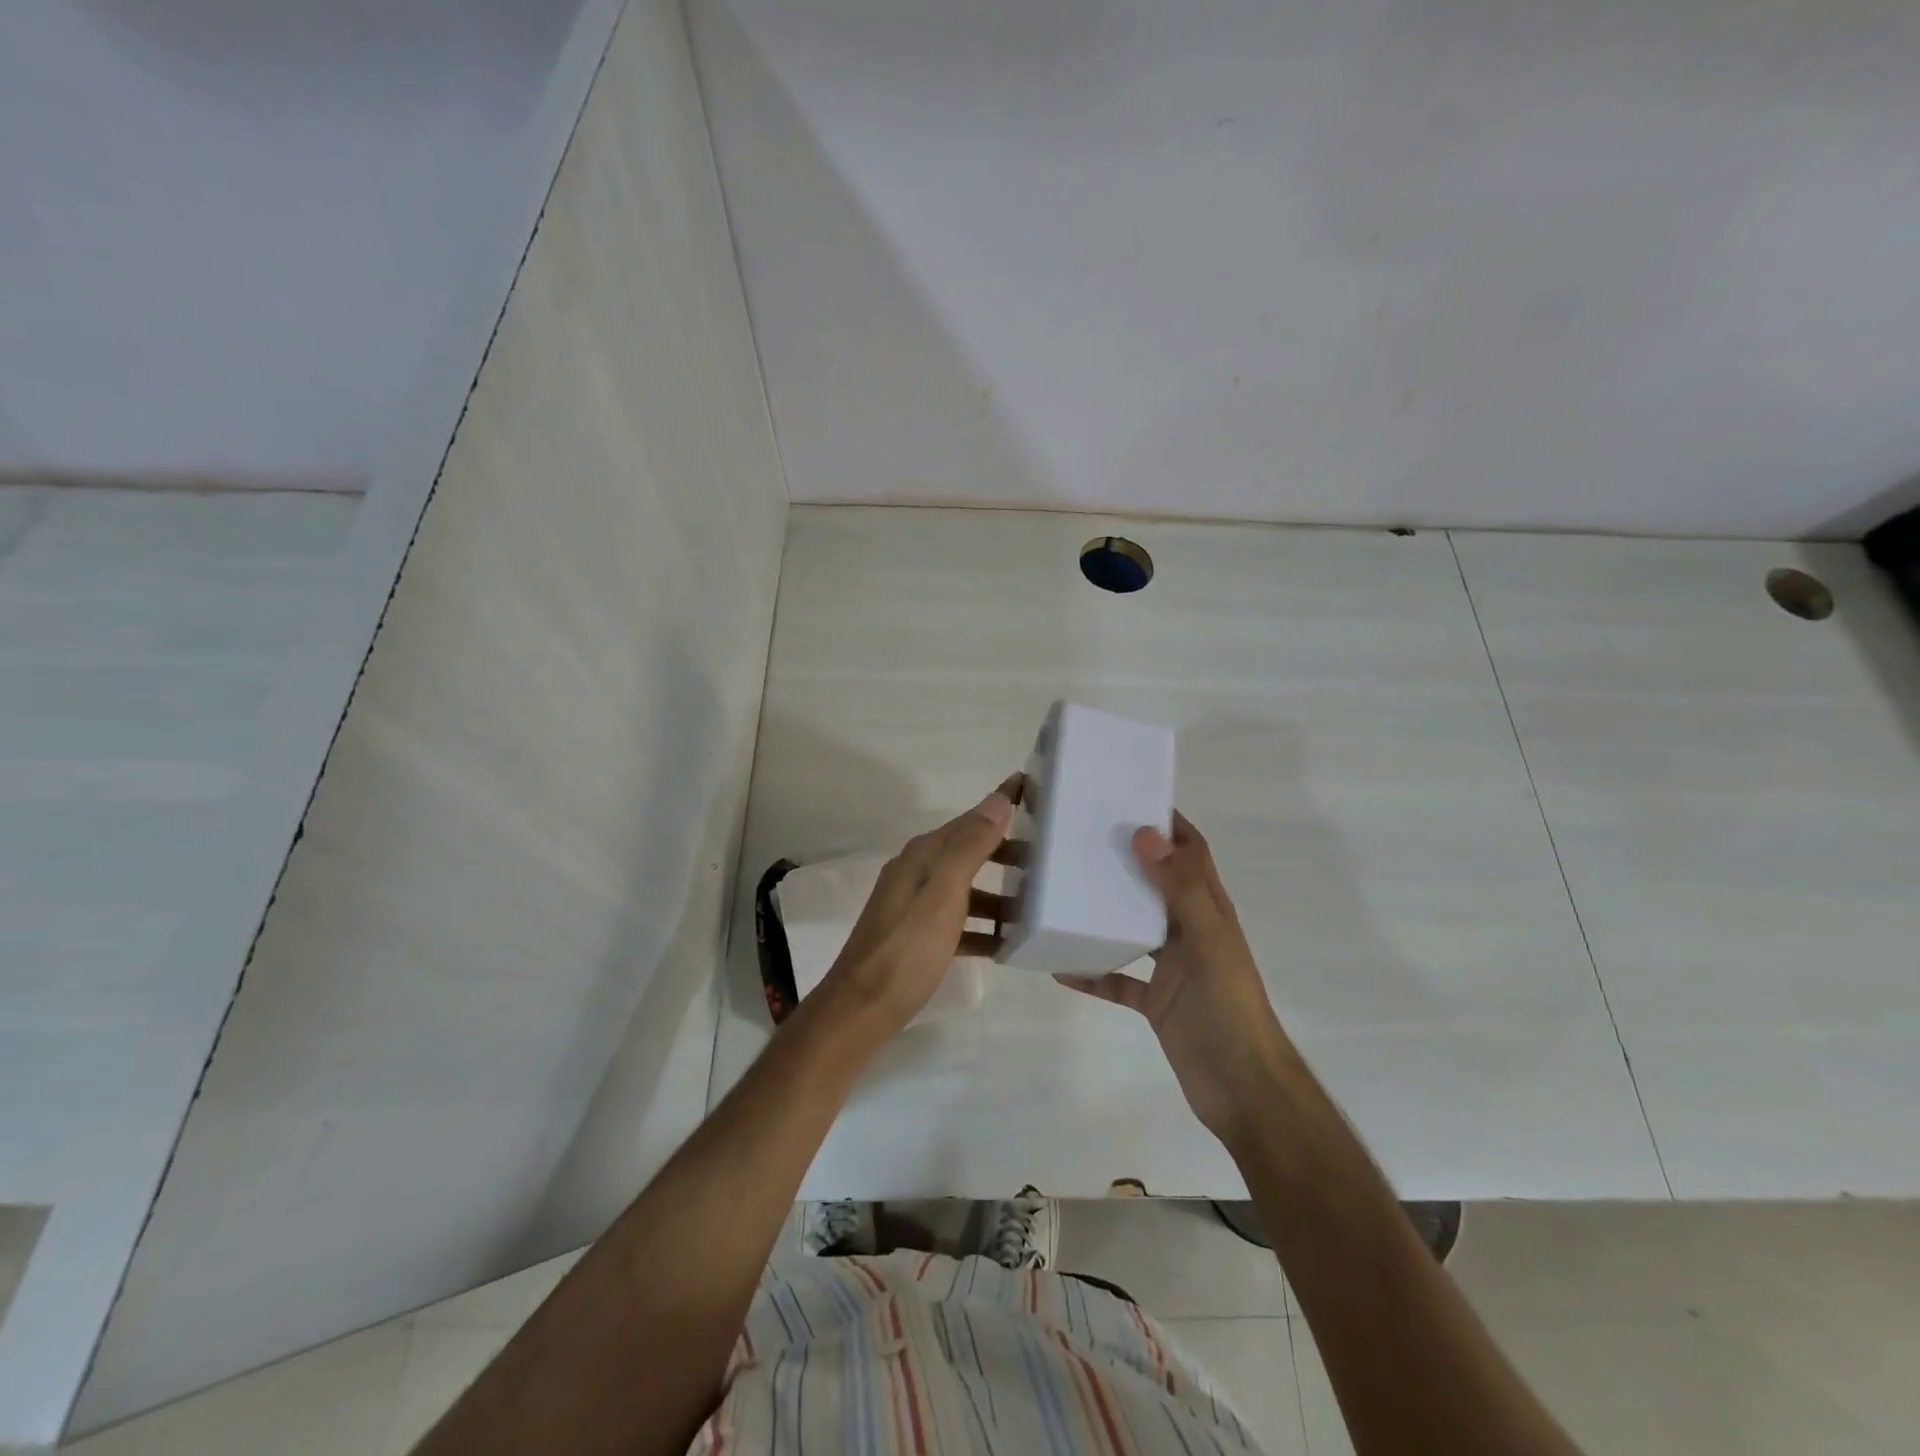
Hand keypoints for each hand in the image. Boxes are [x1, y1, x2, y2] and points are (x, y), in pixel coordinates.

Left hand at [814, 776, 1020, 1038]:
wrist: (862, 1009)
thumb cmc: (908, 949)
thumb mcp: (943, 894)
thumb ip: (970, 847)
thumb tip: (997, 800)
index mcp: (923, 856)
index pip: (970, 819)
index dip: (1000, 804)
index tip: (1033, 788)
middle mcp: (917, 872)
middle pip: (969, 851)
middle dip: (1005, 851)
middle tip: (1048, 859)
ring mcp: (915, 906)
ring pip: (966, 888)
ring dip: (998, 894)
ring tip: (1035, 906)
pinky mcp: (917, 937)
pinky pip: (958, 922)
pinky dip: (982, 927)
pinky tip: (1004, 944)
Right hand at [1056, 812, 1296, 1142]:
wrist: (1242, 1089)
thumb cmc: (1228, 1007)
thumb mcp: (1206, 941)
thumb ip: (1179, 888)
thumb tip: (1145, 832)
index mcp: (1208, 909)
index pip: (1191, 852)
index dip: (1168, 823)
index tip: (1129, 798)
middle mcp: (1190, 930)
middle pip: (1156, 883)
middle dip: (1126, 859)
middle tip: (1079, 838)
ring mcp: (1173, 967)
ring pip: (1134, 928)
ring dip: (1105, 912)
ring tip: (1064, 892)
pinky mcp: (1156, 1001)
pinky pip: (1119, 980)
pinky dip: (1095, 972)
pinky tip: (1062, 967)